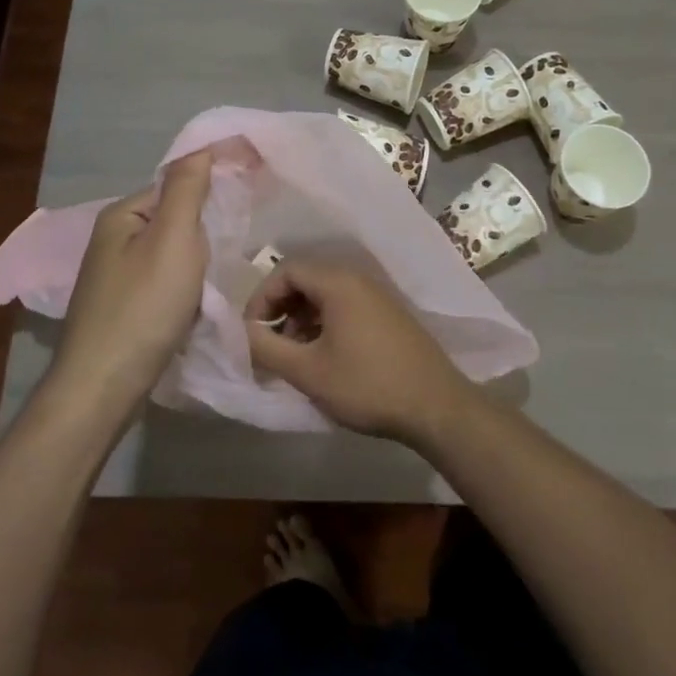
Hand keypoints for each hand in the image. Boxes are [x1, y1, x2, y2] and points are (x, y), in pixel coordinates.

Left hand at [55, 150, 213, 406]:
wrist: (104, 386)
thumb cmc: (143, 306)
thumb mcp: (172, 238)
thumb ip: (187, 189)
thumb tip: (201, 146)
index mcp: (122, 215)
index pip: (175, 185)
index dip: (211, 188)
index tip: (248, 199)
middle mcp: (113, 240)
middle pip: (174, 221)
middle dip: (204, 234)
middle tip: (230, 249)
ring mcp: (115, 278)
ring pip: (172, 256)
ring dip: (197, 264)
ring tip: (217, 280)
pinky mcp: (123, 310)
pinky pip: (164, 284)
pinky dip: (185, 290)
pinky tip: (197, 306)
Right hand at [243, 258, 473, 444]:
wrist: (436, 406)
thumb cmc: (367, 385)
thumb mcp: (308, 371)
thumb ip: (267, 348)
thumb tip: (240, 332)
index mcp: (338, 282)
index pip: (285, 269)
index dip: (261, 297)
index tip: (251, 331)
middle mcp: (358, 279)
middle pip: (305, 279)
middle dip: (280, 308)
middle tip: (268, 343)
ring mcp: (377, 296)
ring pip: (325, 295)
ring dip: (301, 318)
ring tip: (293, 356)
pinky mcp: (388, 315)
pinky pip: (345, 306)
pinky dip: (324, 324)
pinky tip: (323, 357)